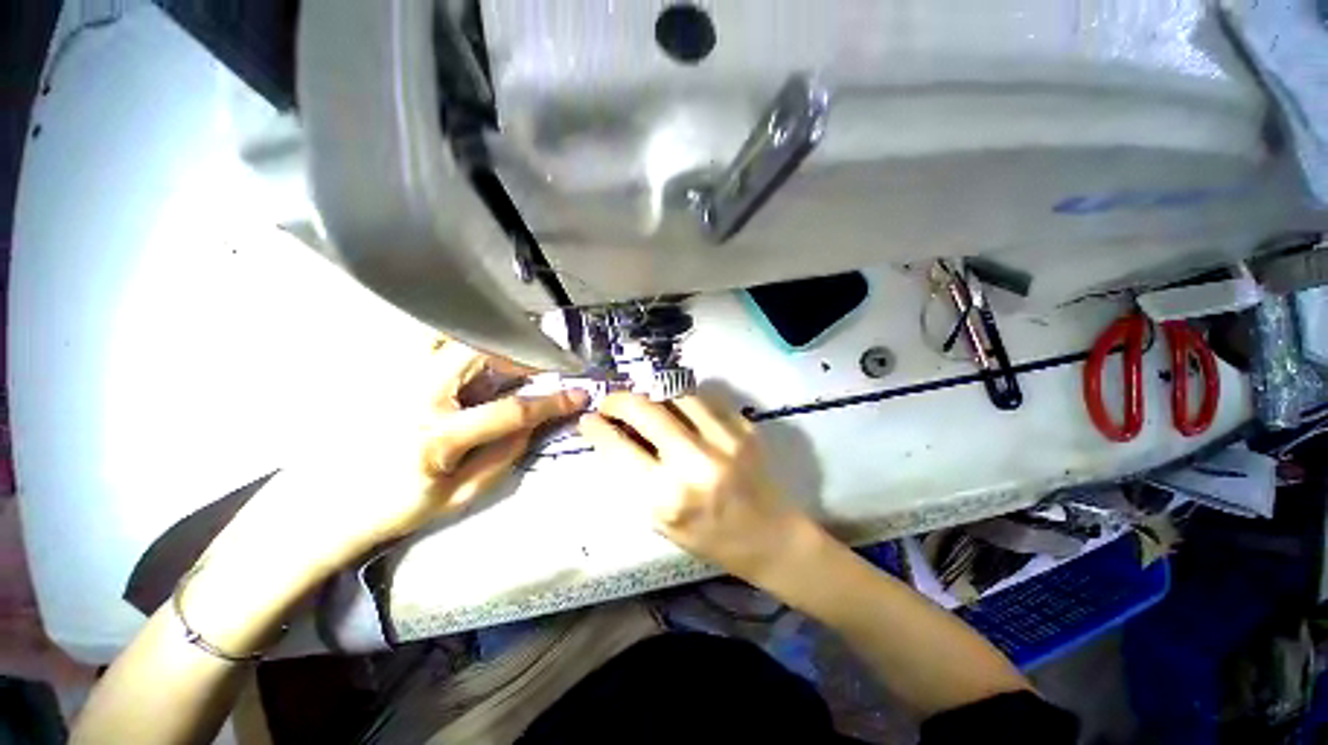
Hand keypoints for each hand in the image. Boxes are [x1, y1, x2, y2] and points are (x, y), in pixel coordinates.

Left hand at [205, 338, 588, 587]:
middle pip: (478, 352)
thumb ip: (503, 456)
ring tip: (500, 360)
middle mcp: (413, 396)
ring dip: (483, 343)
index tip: (578, 393)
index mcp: (436, 438)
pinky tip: (462, 359)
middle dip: (517, 356)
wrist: (315, 511)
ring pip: (445, 334)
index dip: (552, 401)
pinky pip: (421, 340)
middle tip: (534, 369)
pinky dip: (452, 341)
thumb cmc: (390, 511)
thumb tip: (533, 423)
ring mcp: (389, 377)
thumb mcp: (458, 496)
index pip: (512, 410)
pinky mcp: (376, 371)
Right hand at [578, 392, 809, 583]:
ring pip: (675, 393)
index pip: (619, 448)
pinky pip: (704, 399)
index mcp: (668, 497)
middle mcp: (695, 462)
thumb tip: (613, 436)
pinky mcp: (744, 427)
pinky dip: (683, 400)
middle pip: (645, 409)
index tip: (589, 419)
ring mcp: (724, 439)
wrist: (771, 537)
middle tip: (612, 403)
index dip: (597, 428)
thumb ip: (636, 477)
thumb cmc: (710, 538)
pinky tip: (679, 409)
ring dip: (652, 394)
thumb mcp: (661, 522)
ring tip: (645, 402)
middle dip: (619, 400)